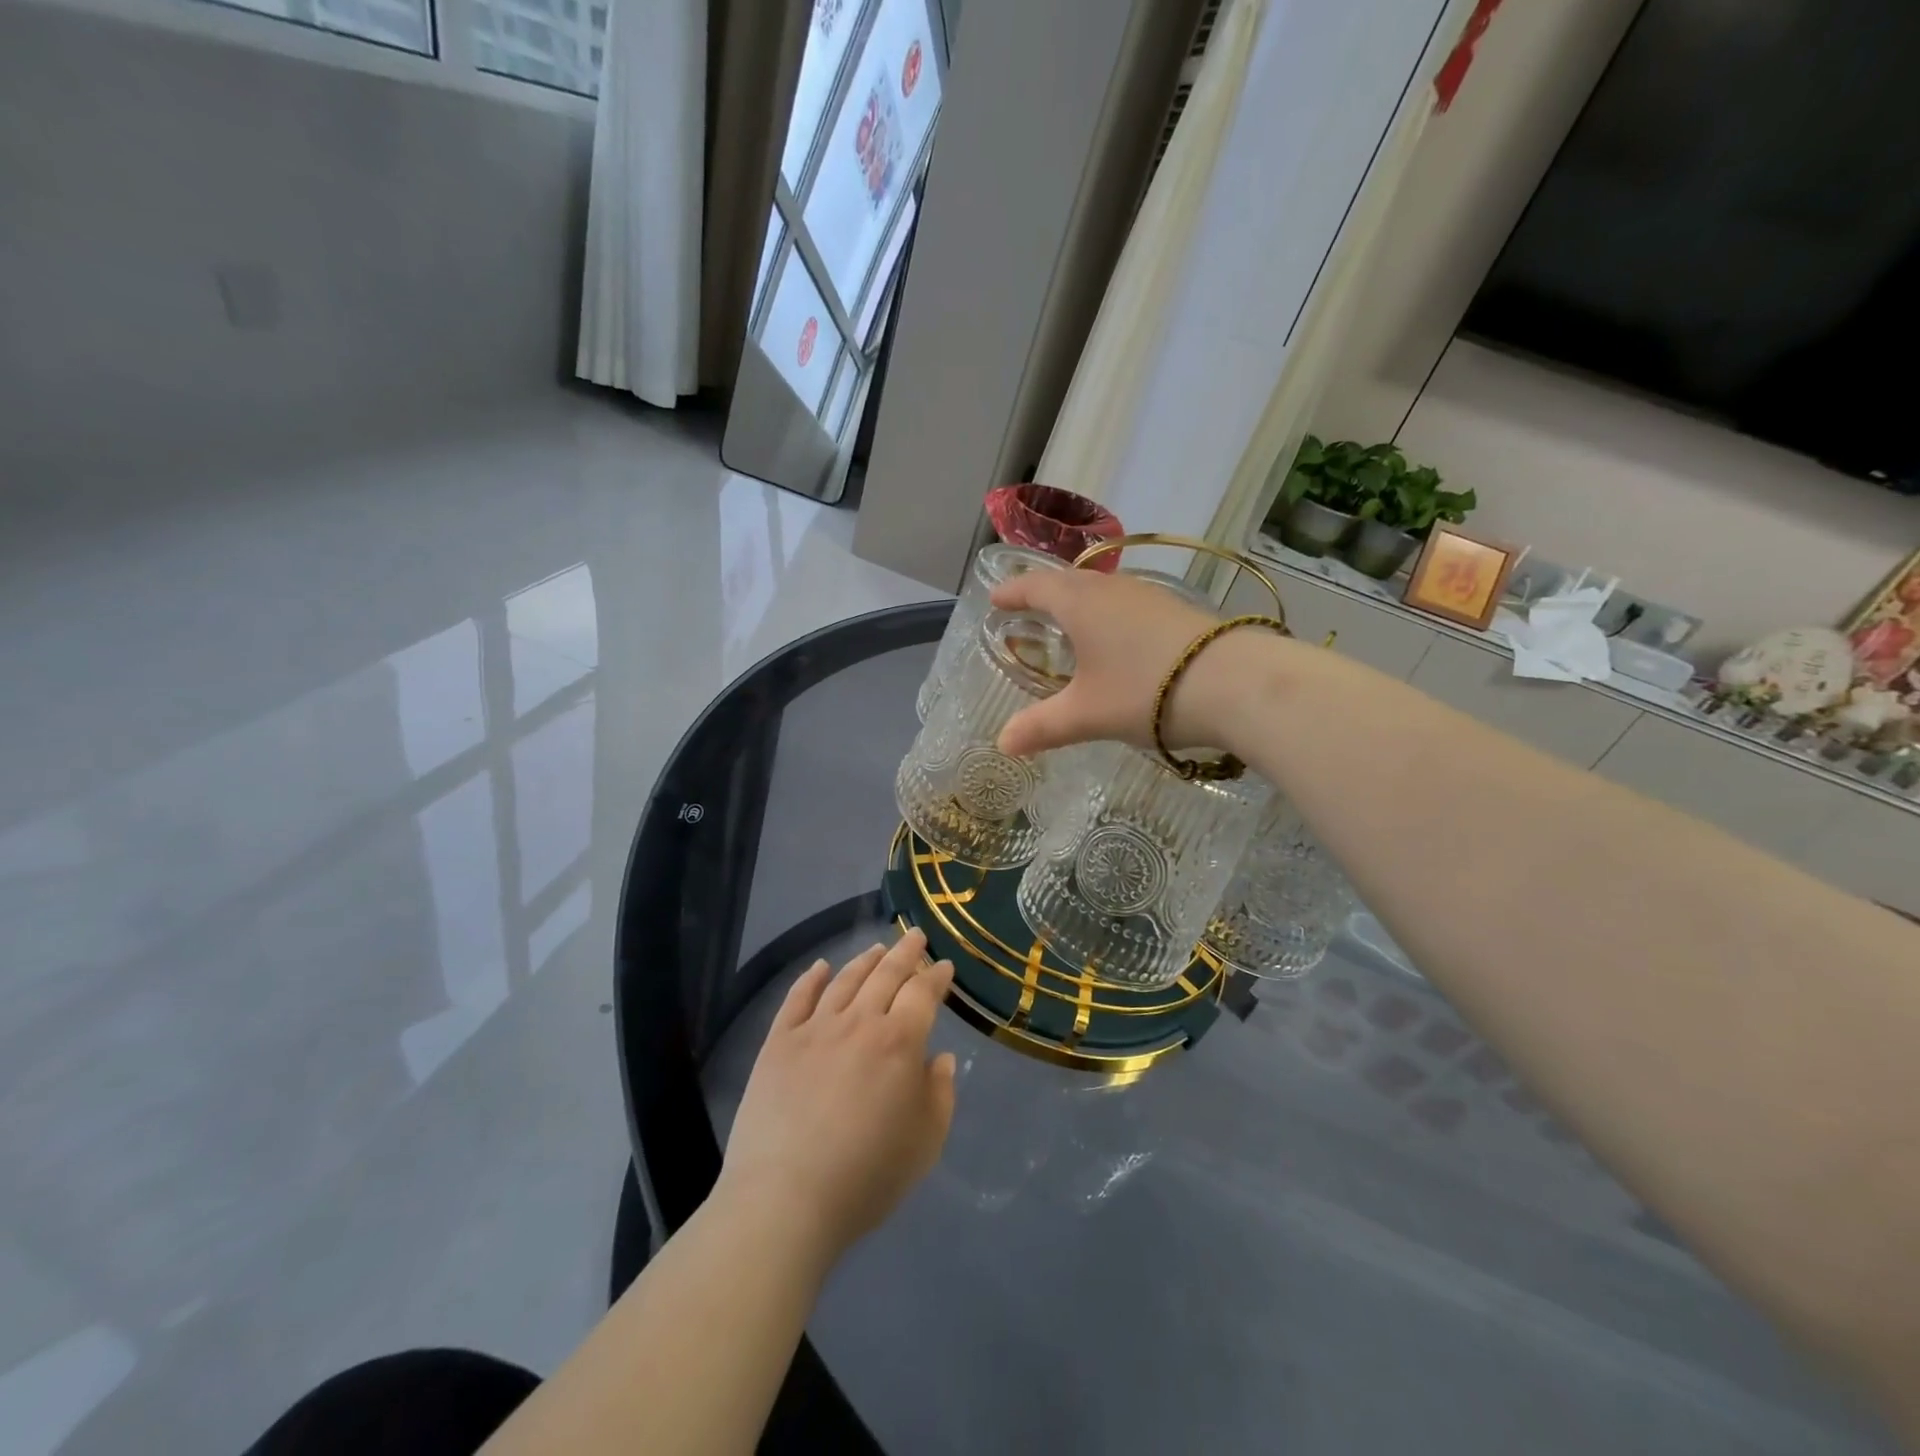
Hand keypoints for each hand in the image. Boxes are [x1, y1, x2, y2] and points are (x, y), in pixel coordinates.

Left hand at [717, 929, 956, 1261]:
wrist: (786, 1199)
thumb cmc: (867, 1176)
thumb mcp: (925, 1142)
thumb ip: (939, 1094)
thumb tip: (939, 1058)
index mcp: (899, 1042)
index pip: (922, 993)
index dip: (935, 977)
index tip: (944, 966)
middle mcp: (859, 1022)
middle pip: (886, 975)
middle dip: (905, 952)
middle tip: (914, 935)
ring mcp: (815, 1028)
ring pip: (845, 980)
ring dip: (864, 960)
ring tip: (877, 948)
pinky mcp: (779, 1043)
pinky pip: (797, 998)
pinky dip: (811, 978)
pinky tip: (820, 967)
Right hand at [990, 568, 1254, 755]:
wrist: (1236, 683)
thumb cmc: (1145, 691)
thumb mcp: (1086, 714)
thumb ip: (1041, 727)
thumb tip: (1002, 744)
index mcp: (1079, 603)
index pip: (1035, 586)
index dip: (1012, 592)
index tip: (996, 599)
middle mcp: (1111, 589)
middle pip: (1068, 582)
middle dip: (1043, 594)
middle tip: (1027, 609)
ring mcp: (1148, 596)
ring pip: (1101, 590)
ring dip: (1078, 602)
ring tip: (1068, 624)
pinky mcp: (1175, 611)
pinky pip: (1126, 604)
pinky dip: (1107, 615)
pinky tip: (1116, 640)